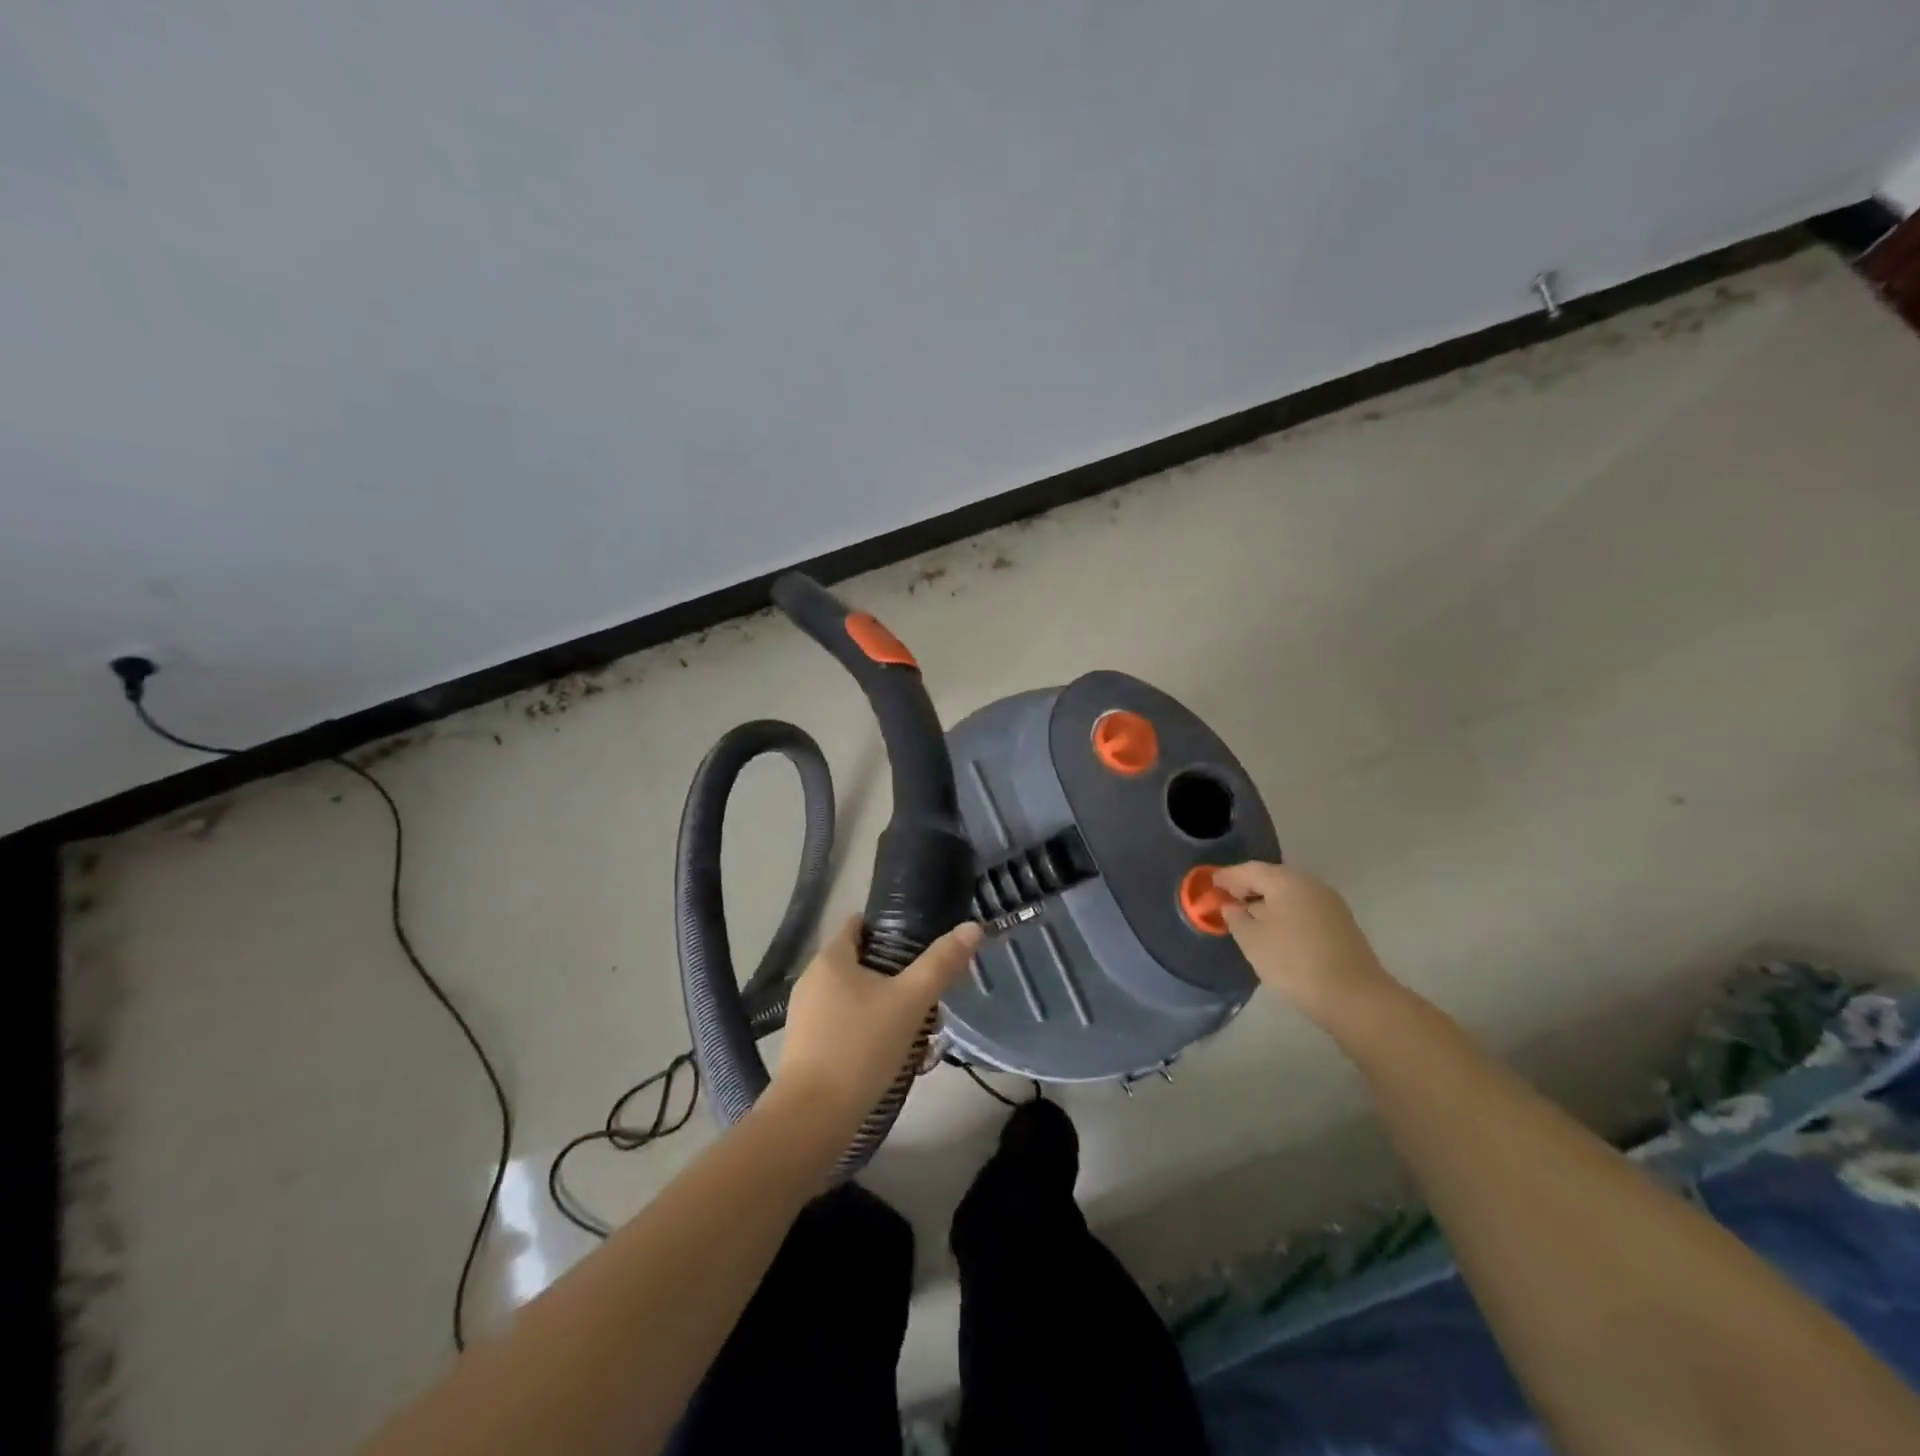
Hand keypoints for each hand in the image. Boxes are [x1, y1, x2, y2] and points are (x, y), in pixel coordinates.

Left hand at [772, 915, 982, 1129]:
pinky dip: (866, 1027)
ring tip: (915, 1023)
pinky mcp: (805, 1045)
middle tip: (927, 989)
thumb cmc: (861, 1047)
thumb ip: (941, 963)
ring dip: (882, 1003)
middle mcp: (812, 978)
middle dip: (894, 972)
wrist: (812, 1118)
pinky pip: (842, 1022)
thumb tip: (972, 927)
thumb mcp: (910, 1002)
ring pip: (853, 994)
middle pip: (860, 960)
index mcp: (830, 957)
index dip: (892, 927)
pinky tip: (889, 1051)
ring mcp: (805, 1013)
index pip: (860, 924)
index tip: (923, 942)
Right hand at [1215, 862, 1395, 1025]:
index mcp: (1286, 881)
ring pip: (1290, 894)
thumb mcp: (1252, 940)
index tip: (1210, 885)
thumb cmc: (1294, 962)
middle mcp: (1310, 884)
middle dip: (1248, 887)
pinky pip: (1304, 908)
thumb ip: (1236, 918)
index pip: (1250, 870)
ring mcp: (1330, 904)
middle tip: (1227, 899)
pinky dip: (1285, 913)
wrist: (1354, 997)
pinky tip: (1276, 931)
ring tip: (1249, 918)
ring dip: (1267, 901)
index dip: (1227, 876)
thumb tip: (1232, 906)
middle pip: (1272, 878)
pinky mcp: (1341, 924)